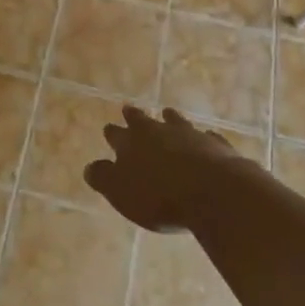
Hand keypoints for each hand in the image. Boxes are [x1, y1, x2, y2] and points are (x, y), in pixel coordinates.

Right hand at [85, 106, 245, 232]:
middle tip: (129, 109)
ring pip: (175, 121)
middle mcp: (158, 131)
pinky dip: (202, 138)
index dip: (112, 133)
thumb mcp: (120, 192)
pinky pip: (206, 137)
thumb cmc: (159, 196)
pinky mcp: (214, 145)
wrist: (212, 191)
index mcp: (131, 143)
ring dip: (169, 119)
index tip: (108, 129)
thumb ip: (103, 177)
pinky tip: (205, 138)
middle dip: (134, 116)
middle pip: (142, 120)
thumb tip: (89, 167)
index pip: (116, 134)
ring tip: (167, 114)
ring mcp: (188, 134)